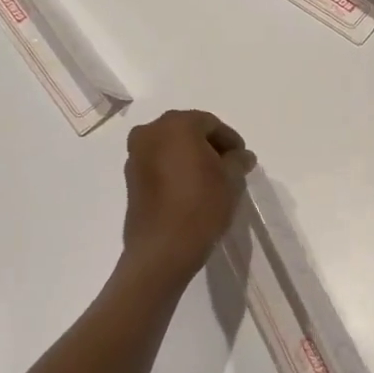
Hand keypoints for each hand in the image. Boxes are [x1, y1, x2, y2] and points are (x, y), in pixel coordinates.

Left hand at [120, 110, 255, 281]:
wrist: (163, 249)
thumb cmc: (201, 206)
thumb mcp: (231, 180)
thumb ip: (238, 160)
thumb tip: (241, 155)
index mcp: (176, 125)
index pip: (210, 123)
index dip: (230, 140)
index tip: (243, 160)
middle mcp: (150, 132)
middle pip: (187, 131)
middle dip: (209, 146)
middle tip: (228, 168)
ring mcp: (136, 155)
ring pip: (171, 147)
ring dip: (191, 158)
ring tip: (211, 180)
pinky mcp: (130, 178)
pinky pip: (158, 164)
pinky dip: (175, 170)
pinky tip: (190, 190)